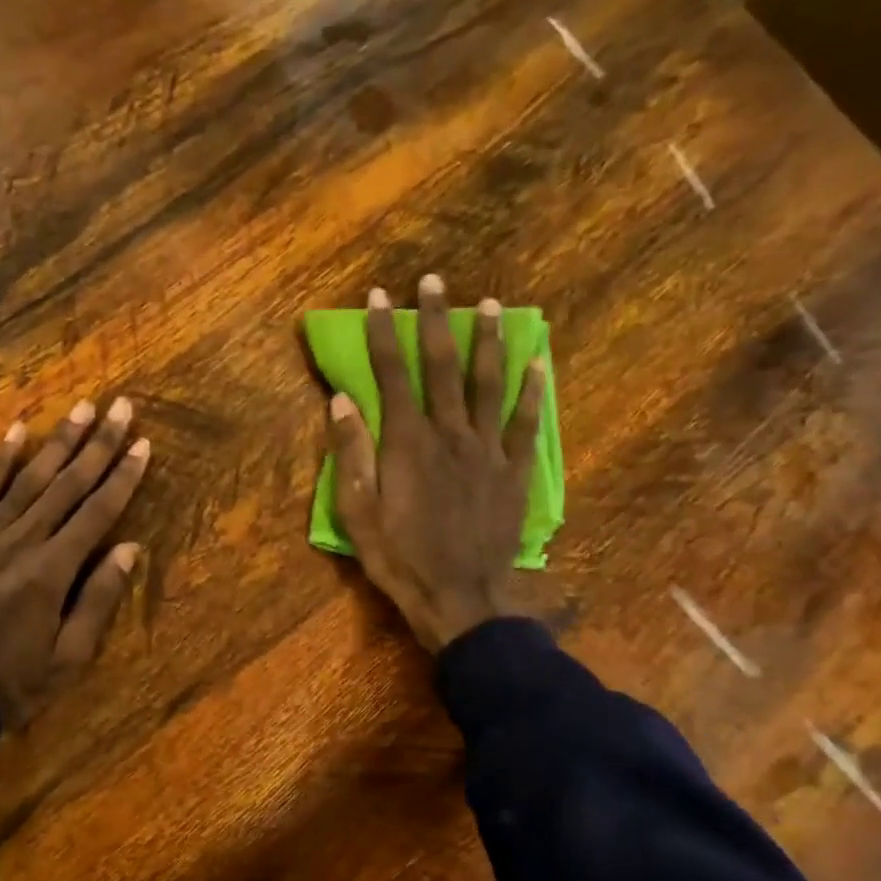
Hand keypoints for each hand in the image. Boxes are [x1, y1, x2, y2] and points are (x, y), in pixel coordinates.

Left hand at [0, 397, 149, 726]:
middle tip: (119, 407)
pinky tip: (15, 432)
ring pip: (25, 481)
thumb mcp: (68, 660)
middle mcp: (18, 545)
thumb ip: (98, 601)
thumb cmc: (9, 687)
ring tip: (80, 408)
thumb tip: (129, 549)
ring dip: (56, 442)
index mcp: (50, 574)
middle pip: (66, 486)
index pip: (96, 514)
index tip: (142, 444)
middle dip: (97, 445)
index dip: (123, 477)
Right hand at [327, 274, 544, 651]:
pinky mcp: (514, 471)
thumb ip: (351, 453)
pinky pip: (525, 423)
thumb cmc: (400, 559)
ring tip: (490, 305)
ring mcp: (487, 450)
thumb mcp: (358, 513)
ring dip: (488, 341)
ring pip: (489, 384)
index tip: (380, 297)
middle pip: (443, 366)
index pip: (393, 374)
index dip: (385, 333)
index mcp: (407, 442)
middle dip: (436, 320)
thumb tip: (341, 399)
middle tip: (434, 282)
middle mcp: (450, 433)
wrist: (460, 599)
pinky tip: (539, 362)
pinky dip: (533, 390)